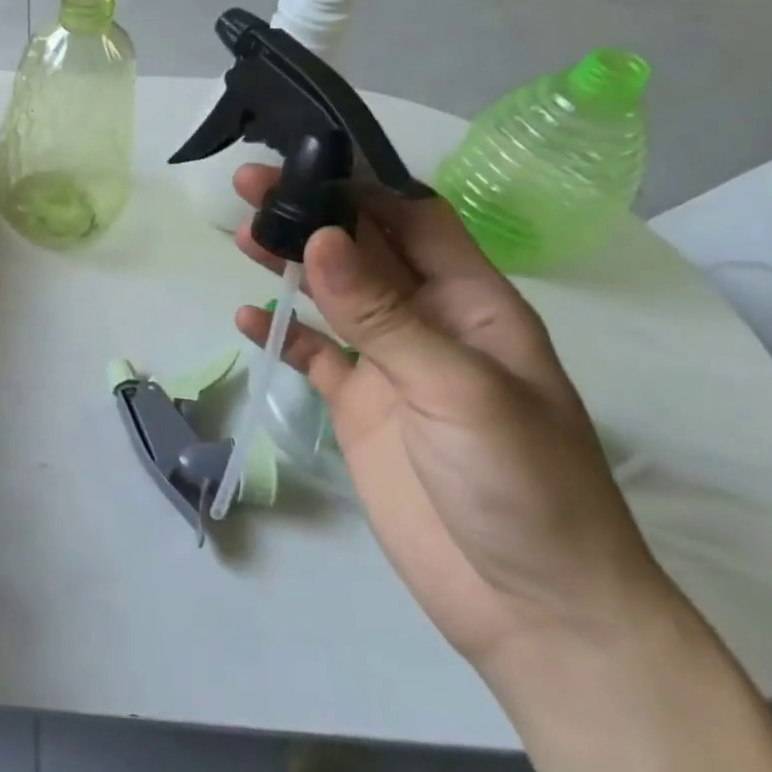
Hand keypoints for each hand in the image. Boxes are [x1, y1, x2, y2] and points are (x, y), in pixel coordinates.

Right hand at [230, 165, 674, 679]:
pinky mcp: (358, 405)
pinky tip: (248, 316)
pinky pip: (313, 353)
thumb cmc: (522, 485)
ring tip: (240, 236)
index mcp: (474, 305)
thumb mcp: (456, 389)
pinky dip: (281, 332)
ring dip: (289, 264)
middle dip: (312, 215)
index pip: (416, 221)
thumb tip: (318, 237)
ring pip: (331, 295)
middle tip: (248, 186)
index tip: (302, 163)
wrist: (532, 609)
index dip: (364, 187)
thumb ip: (382, 313)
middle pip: (362, 250)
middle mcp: (430, 323)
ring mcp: (390, 365)